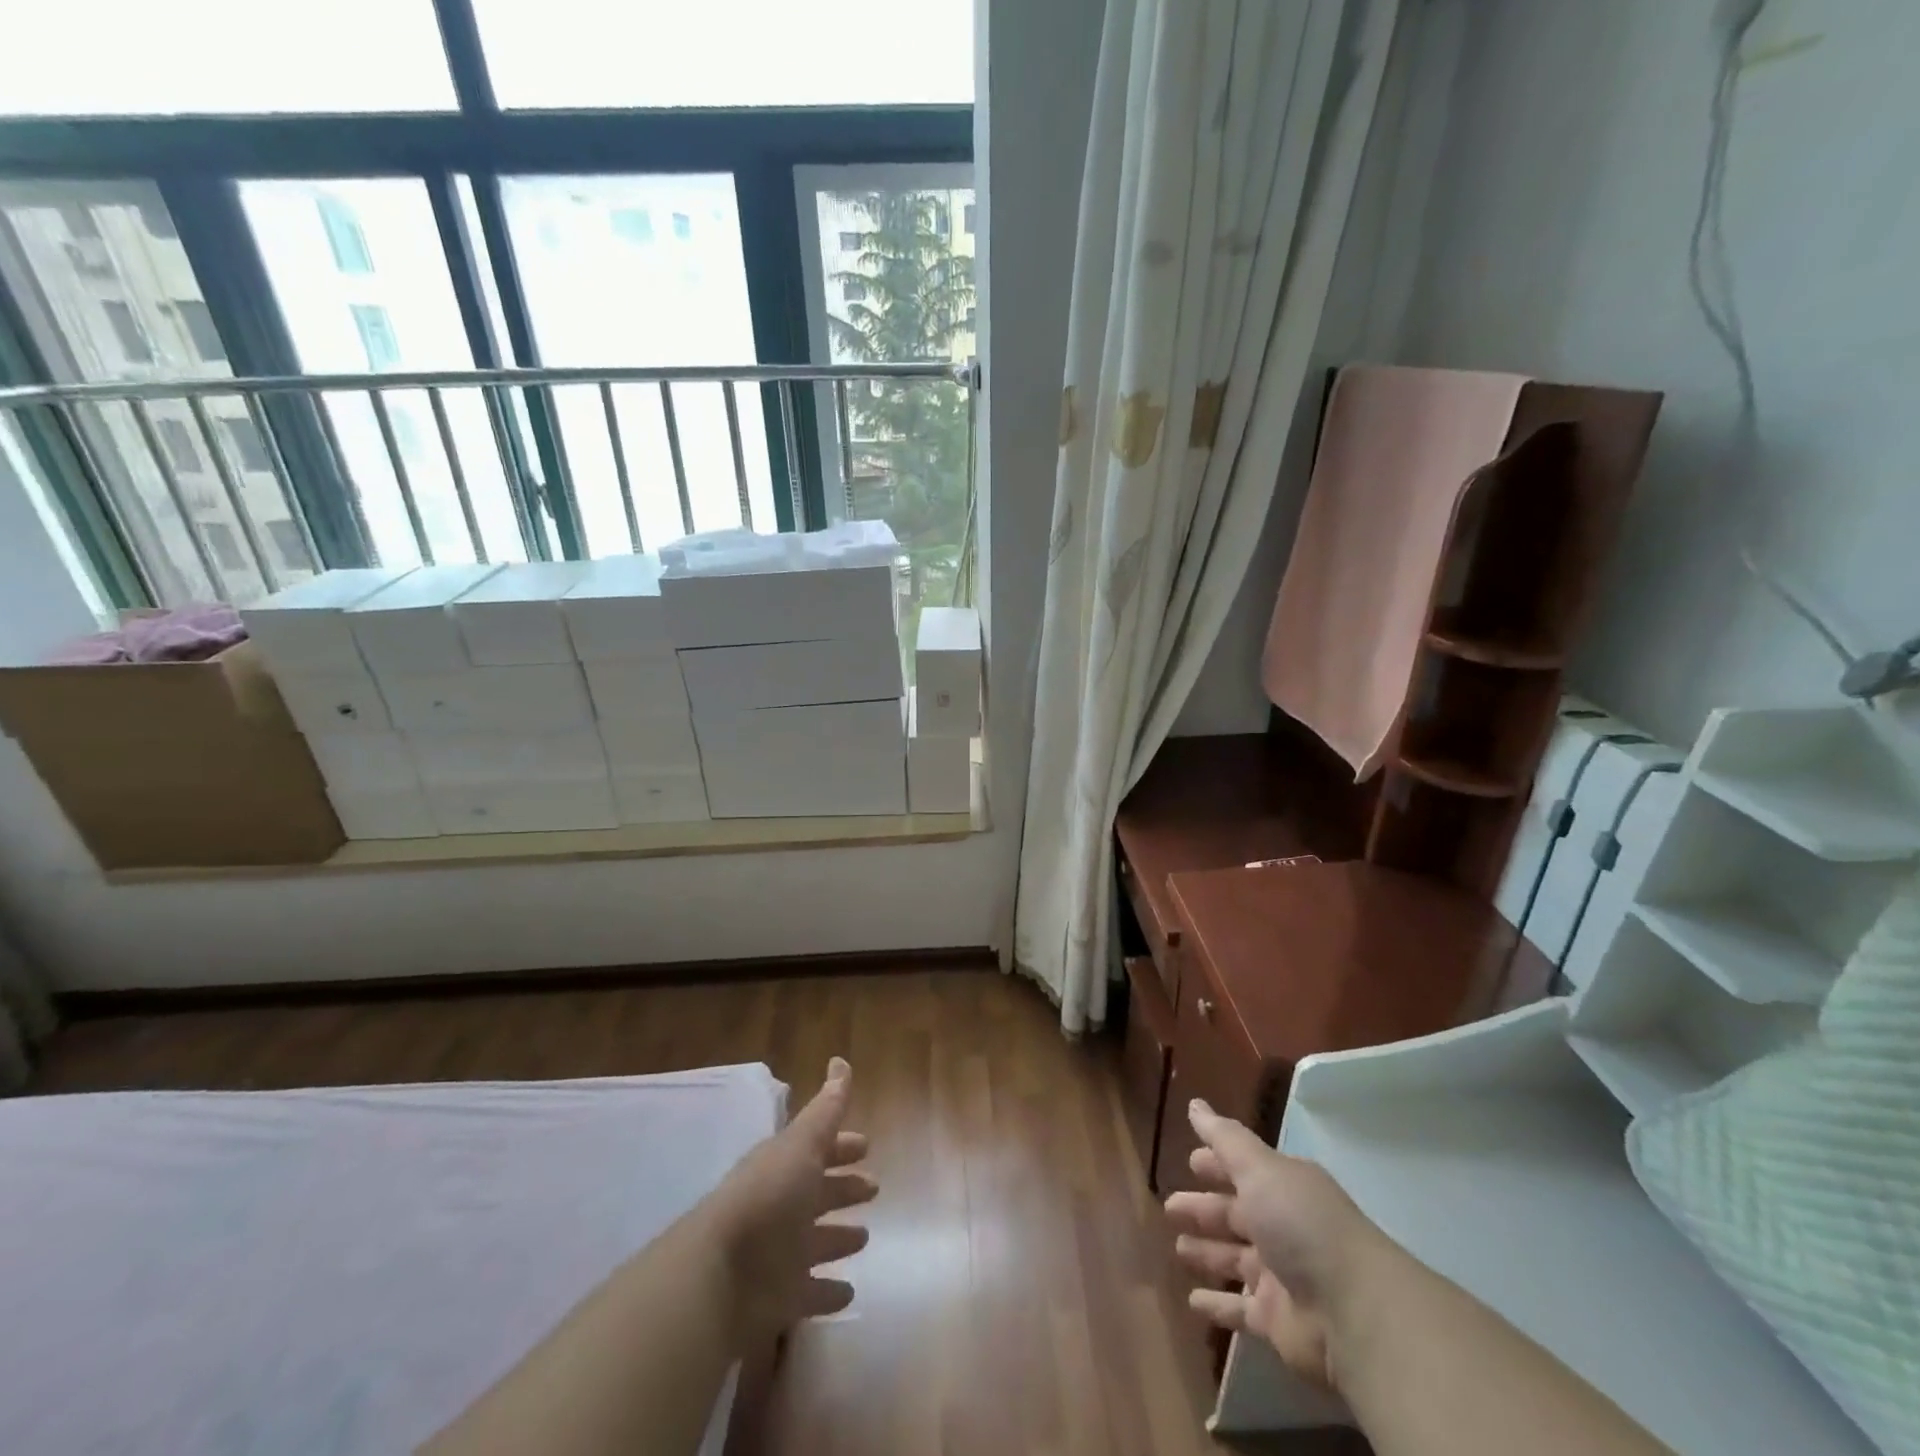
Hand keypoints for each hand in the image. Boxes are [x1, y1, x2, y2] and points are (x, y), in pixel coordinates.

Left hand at [705, 1057, 877, 1346]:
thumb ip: (825, 1110)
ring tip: (863, 1238)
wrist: (719, 1277)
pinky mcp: (781, 1299)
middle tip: (874, 1187)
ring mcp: (781, 1254)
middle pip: (819, 1193)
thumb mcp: (801, 1145)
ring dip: (838, 1239)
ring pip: (816, 1242)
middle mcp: (783, 1207)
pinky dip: (828, 1293)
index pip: (818, 1150)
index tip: (866, 1145)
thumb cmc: (767, 1200)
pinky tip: (848, 1292)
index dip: (842, 1147)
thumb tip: (840, 1061)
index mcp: (786, 1167)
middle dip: (844, 1188)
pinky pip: (811, 1293)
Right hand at [1164, 1098, 1381, 1392]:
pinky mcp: (1278, 1321)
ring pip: (1235, 1259)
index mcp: (1284, 1188)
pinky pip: (1240, 1309)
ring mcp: (1281, 1276)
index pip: (1244, 1170)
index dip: (1217, 1165)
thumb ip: (1224, 1138)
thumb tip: (1195, 1103)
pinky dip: (1218, 1305)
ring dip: (1208, 1253)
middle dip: (1204, 1208)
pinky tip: (1192, 1301)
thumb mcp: (1259, 1169)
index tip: (1190, 1161)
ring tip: (1177, 1248)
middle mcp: (1284, 1227)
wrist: (1353, 1312)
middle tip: (1170, 1206)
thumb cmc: (1302, 1225)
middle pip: (1236, 1214)